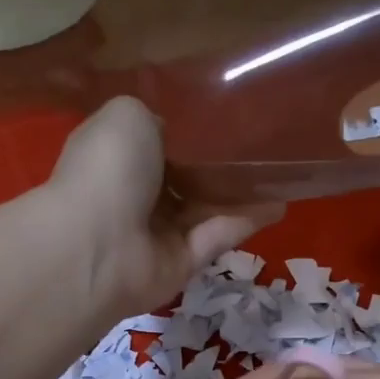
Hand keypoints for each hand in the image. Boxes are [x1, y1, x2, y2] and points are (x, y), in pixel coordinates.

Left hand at [47, 96, 282, 315]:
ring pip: (206, 209)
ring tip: (281, 171)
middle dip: (218, 165)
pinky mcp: (182, 264)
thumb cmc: (107, 171)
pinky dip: (245, 221)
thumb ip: (157, 117)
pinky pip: (217, 237)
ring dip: (240, 193)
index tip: (225, 117)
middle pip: (185, 179)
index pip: (156, 143)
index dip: (188, 133)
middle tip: (261, 144)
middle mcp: (136, 196)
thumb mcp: (128, 115)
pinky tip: (278, 203)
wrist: (98, 246)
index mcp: (117, 157)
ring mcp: (159, 234)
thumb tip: (178, 133)